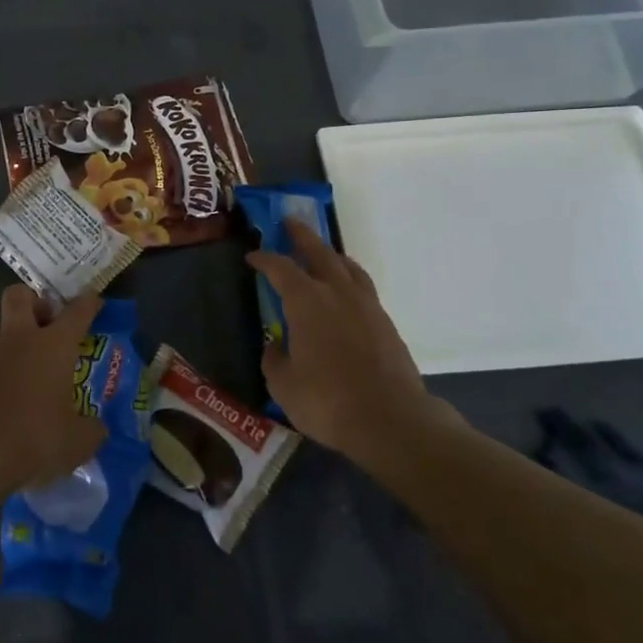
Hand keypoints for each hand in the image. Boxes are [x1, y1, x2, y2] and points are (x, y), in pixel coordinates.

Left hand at [0, 287, 106, 494]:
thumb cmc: (34, 439)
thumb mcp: (77, 442)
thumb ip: (91, 429)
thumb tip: (96, 427)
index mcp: (53, 345)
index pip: (77, 311)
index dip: (89, 303)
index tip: (94, 301)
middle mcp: (18, 340)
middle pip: (20, 296)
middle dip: (34, 301)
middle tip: (46, 323)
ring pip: (0, 336)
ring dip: (14, 349)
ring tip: (25, 383)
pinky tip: (0, 406)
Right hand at [247, 221, 463, 469]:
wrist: (390, 419)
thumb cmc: (327, 400)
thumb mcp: (283, 385)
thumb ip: (274, 359)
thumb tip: (275, 346)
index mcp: (306, 301)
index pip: (280, 268)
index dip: (264, 259)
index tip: (252, 257)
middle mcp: (337, 292)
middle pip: (319, 252)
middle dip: (302, 236)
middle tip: (290, 222)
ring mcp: (366, 306)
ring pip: (347, 266)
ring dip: (331, 254)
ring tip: (323, 252)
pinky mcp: (386, 323)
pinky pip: (363, 287)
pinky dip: (350, 279)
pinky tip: (347, 291)